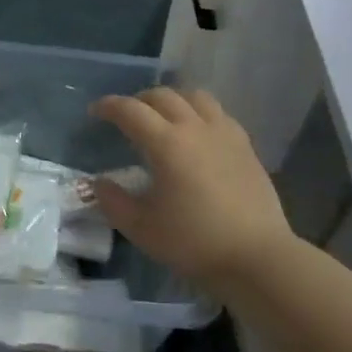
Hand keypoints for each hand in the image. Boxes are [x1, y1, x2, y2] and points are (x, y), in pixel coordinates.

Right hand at [90, 88, 295, 288]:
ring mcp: (225, 133)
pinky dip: (199, 112)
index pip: (130, 110)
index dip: (109, 106)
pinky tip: (198, 133)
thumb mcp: (141, 228)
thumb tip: (100, 182)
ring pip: (195, 97)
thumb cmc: (194, 242)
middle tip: (127, 115)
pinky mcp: (245, 145)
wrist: (256, 256)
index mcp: (166, 143)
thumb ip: (114, 202)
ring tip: (164, 116)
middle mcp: (195, 128)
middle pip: (163, 96)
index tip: (95, 111)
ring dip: (173, 99)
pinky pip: (218, 113)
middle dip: (139, 100)